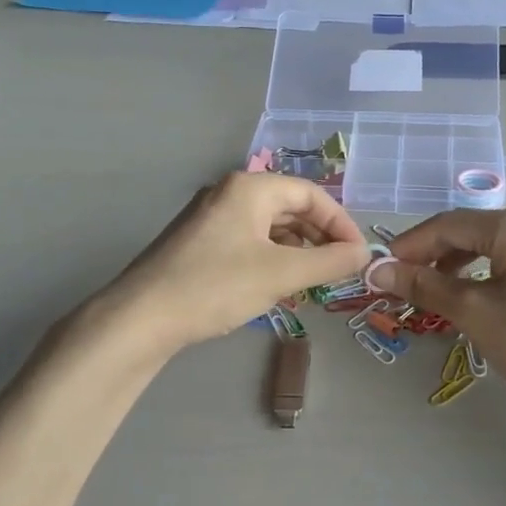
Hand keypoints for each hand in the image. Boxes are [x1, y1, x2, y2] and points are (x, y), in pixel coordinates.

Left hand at [103, 173, 369, 352]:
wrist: (142, 317)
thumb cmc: (216, 286)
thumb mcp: (281, 274)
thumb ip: (329, 262)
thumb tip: (364, 254)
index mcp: (249, 188)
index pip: (310, 194)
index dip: (340, 223)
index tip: (357, 255)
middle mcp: (228, 193)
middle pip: (289, 207)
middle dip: (318, 237)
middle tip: (337, 270)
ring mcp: (209, 218)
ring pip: (268, 227)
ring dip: (296, 250)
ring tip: (310, 282)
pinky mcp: (197, 243)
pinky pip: (247, 241)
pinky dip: (270, 259)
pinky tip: (275, 286)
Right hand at [370, 207, 505, 408]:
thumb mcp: (473, 311)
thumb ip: (423, 285)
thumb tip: (377, 271)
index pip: (447, 224)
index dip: (409, 246)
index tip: (380, 270)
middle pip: (467, 231)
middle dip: (430, 256)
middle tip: (400, 284)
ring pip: (487, 246)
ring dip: (453, 265)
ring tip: (429, 292)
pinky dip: (480, 272)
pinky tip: (467, 294)